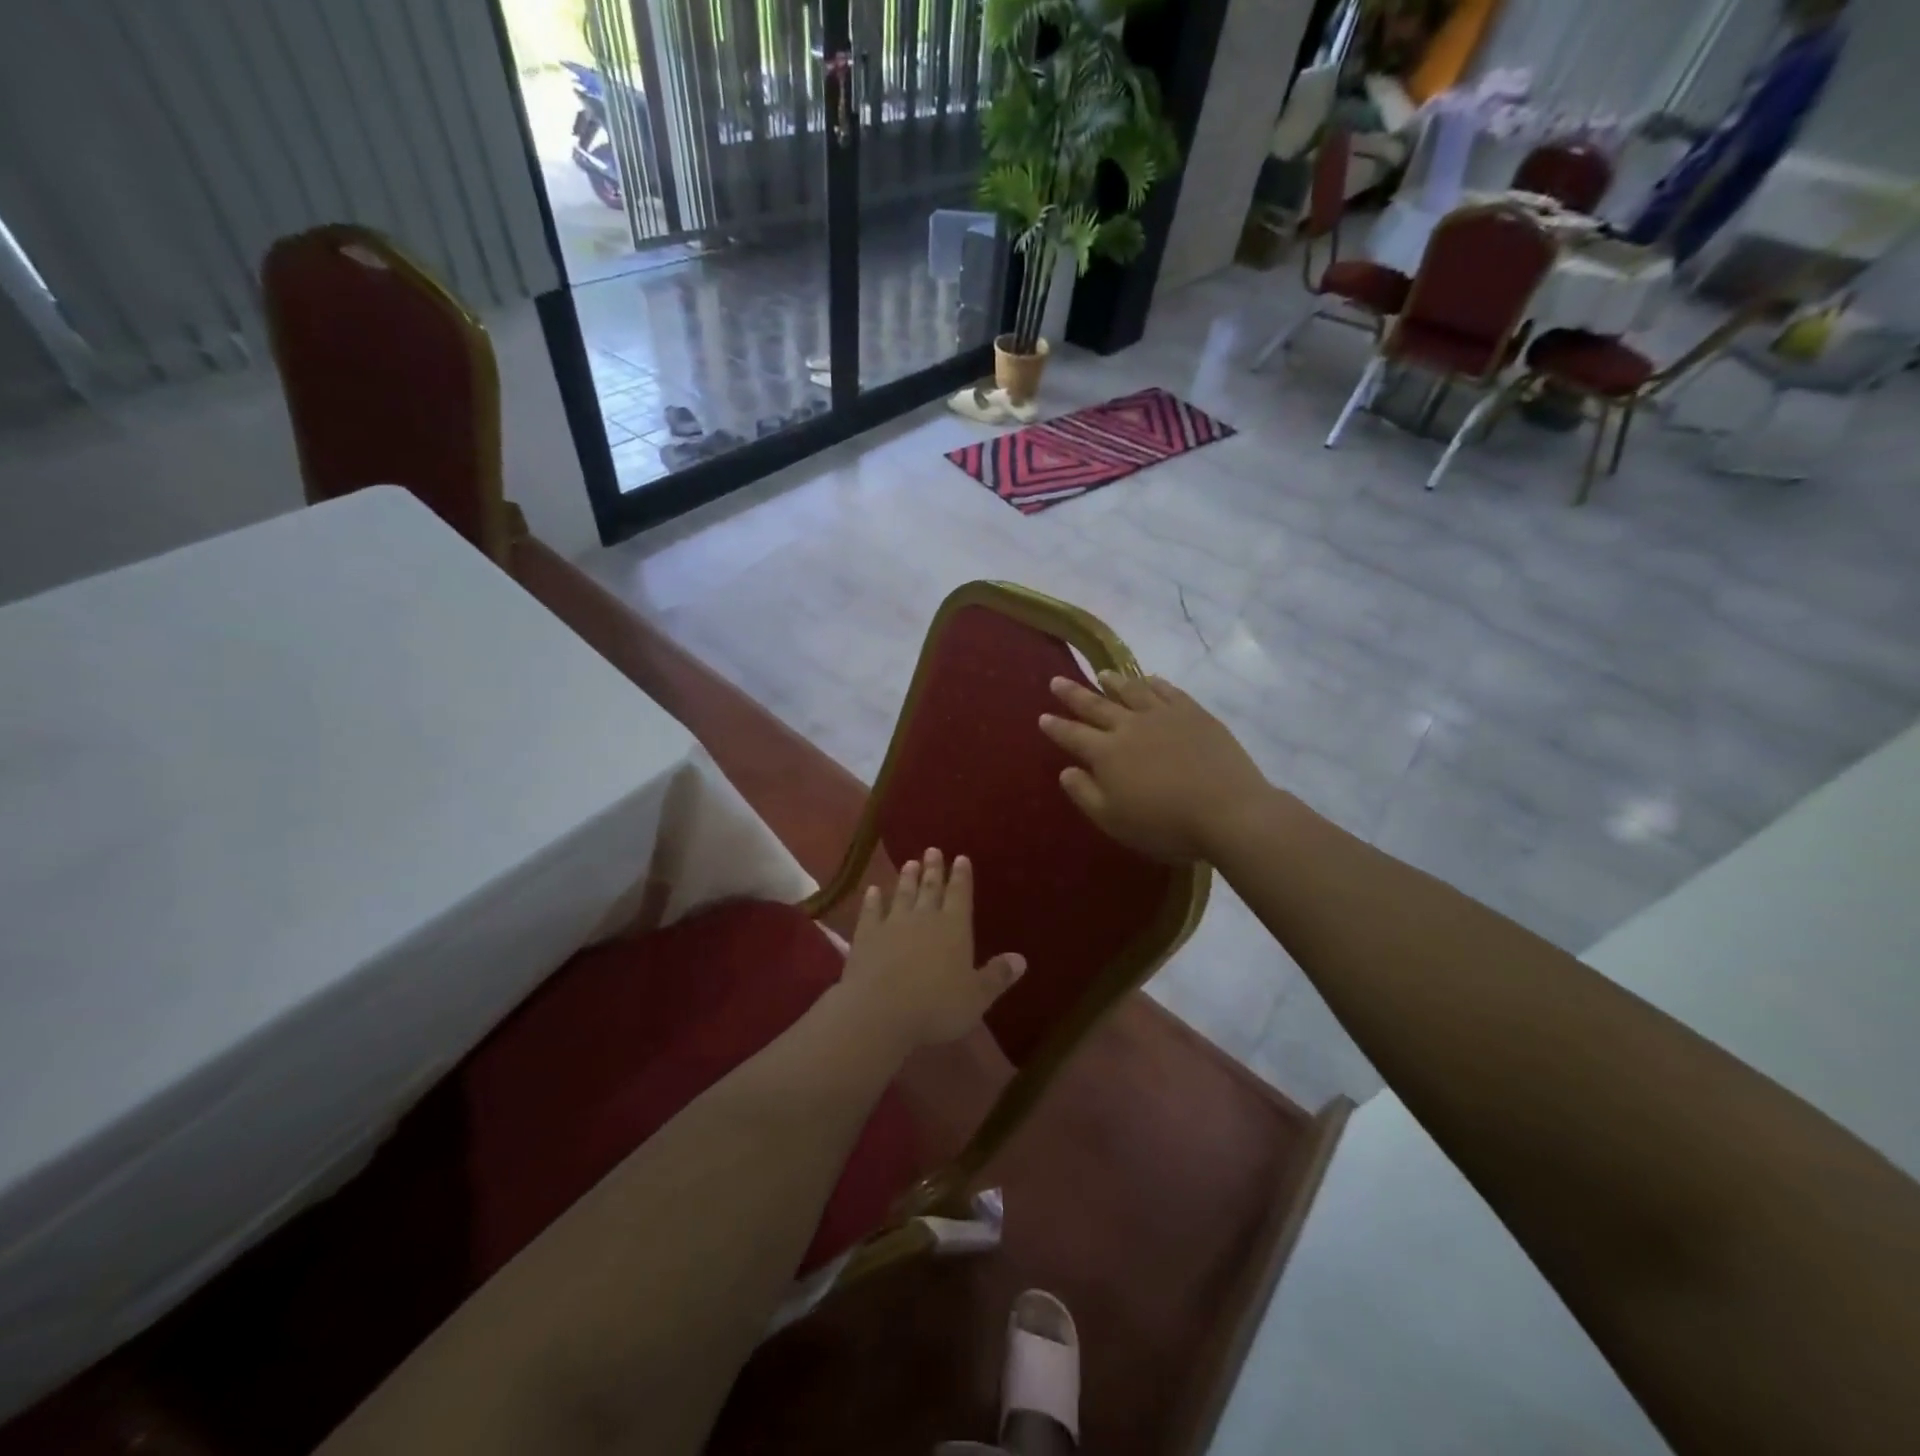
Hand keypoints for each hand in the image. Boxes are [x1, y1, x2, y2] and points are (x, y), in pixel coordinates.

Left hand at [837, 850, 1025, 1047]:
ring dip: (907, 879)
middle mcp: (924, 918)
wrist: (880, 1012)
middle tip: (932, 850)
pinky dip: (872, 900)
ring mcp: (892, 924)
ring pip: (902, 894)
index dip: (962, 876)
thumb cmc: (936, 1007)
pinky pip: (871, 912)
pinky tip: (873, 890)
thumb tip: (1021, 959)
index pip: (960, 895)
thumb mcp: (976, 997)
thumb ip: (997, 976)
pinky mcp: (866, 936)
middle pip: (930, 888)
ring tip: (909, 863)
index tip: (961, 858)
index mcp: (954, 928)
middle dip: (933, 869)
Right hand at [1039, 672, 1274, 862]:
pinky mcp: (1193, 713)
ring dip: (1113, 681)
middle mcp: (1129, 726)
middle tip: (1057, 680)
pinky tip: (1148, 679)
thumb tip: (1066, 771)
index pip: (1073, 735)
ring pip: (1131, 691)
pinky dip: (1153, 682)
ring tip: (1102, 673)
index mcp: (1106, 753)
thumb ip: (1085, 794)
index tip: (1043, 716)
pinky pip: (1167, 690)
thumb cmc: (1164, 825)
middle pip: (1096, 705)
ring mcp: (1163, 715)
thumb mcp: (1113, 820)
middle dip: (1074, 694)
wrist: (1227, 811)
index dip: (1056, 727)